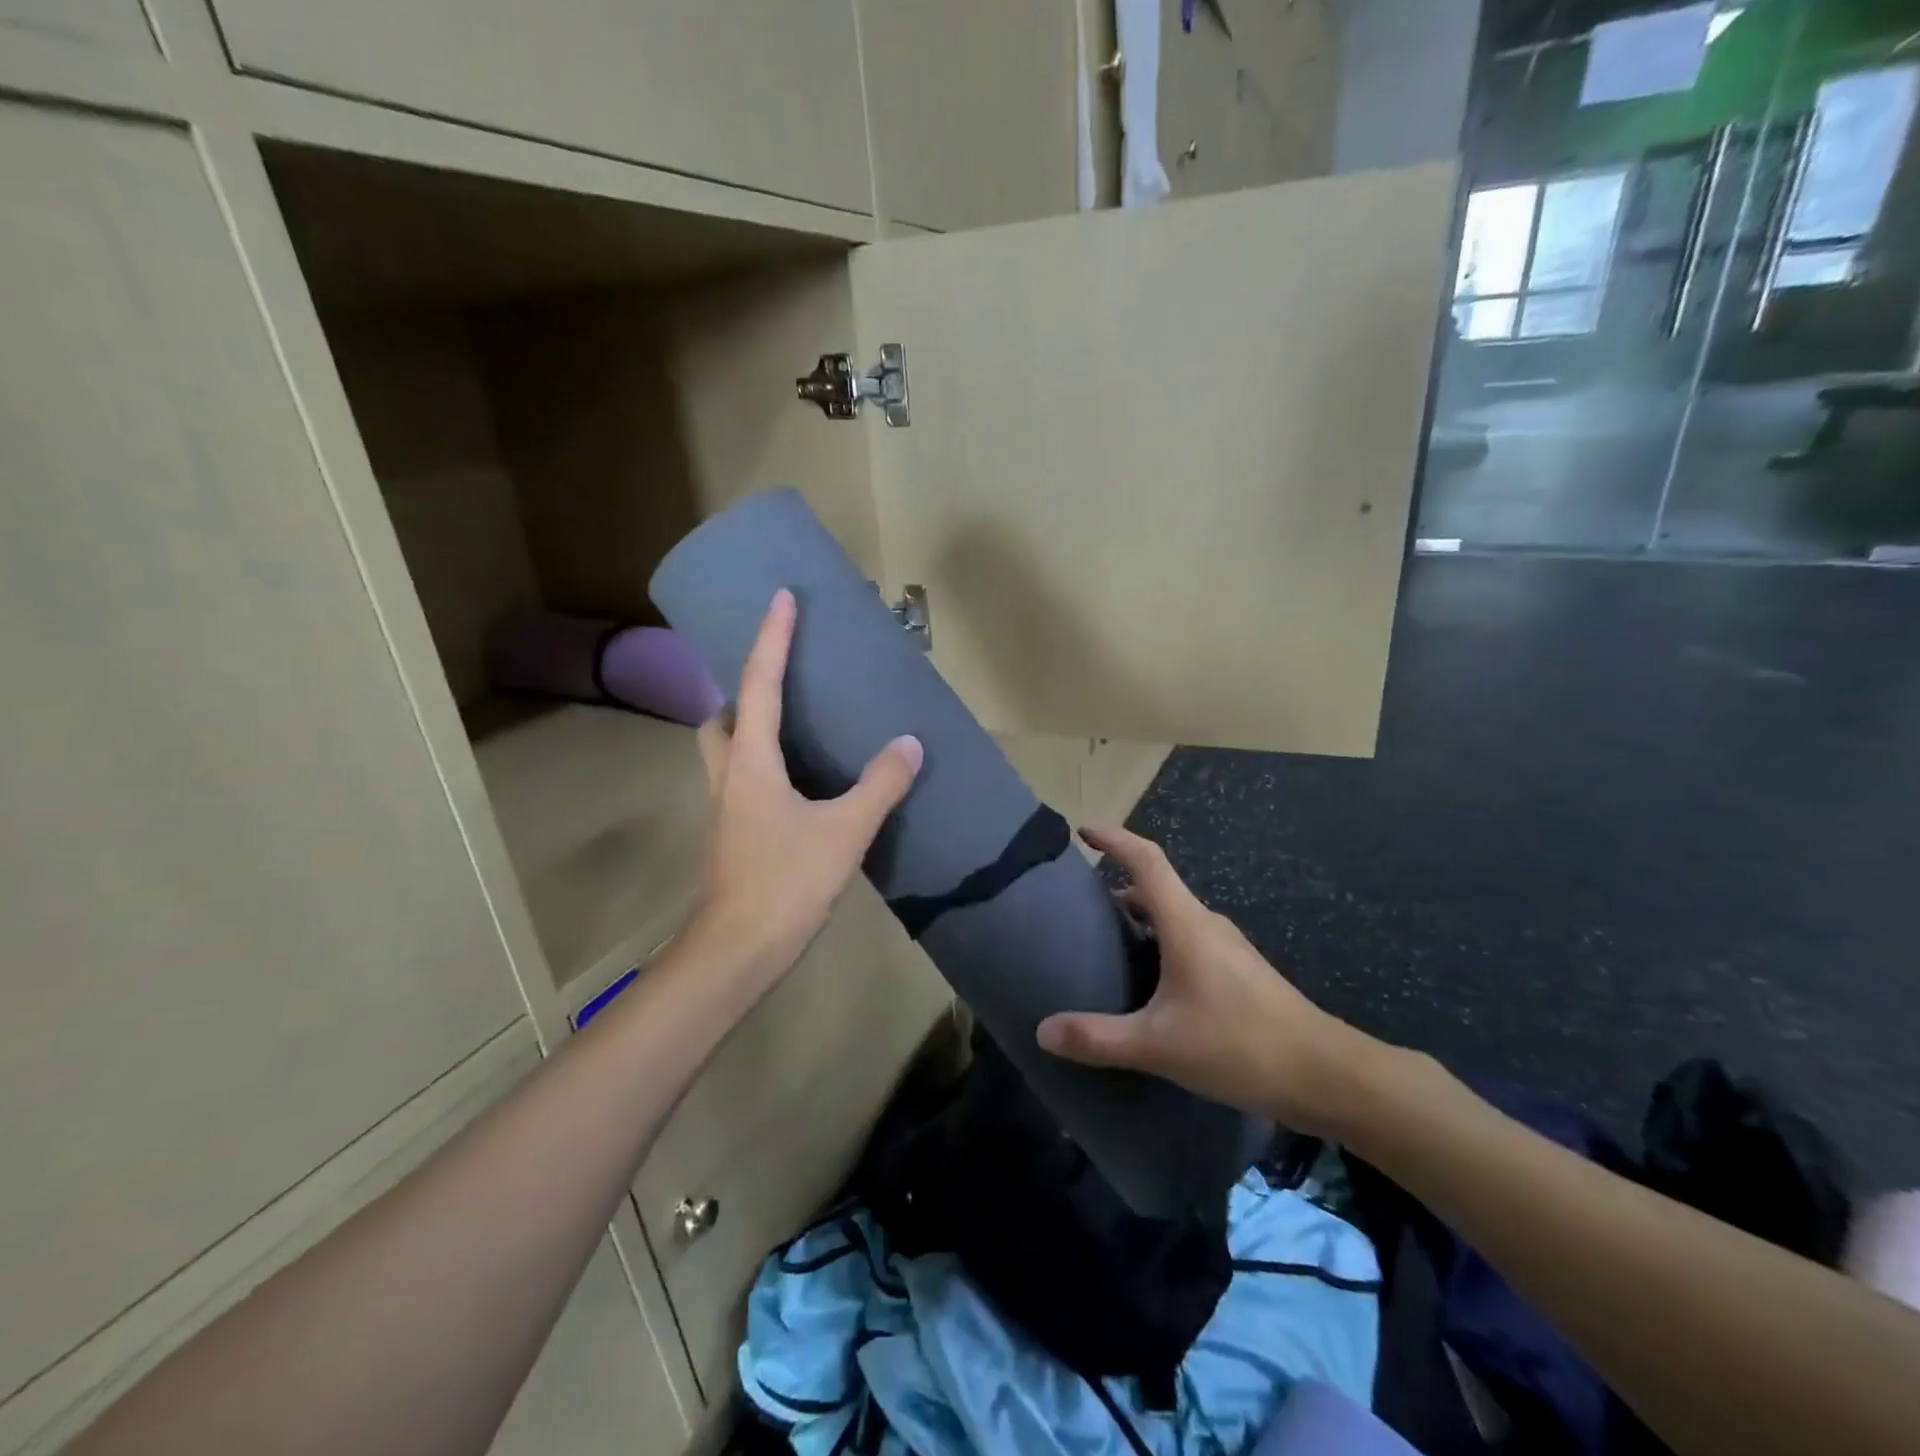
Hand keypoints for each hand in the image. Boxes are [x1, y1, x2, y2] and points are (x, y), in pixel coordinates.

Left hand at [691, 589, 922, 977]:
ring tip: (792, 725)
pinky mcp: (734, 834)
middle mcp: (729, 774)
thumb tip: (909, 743)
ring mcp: (726, 807)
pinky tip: (798, 782)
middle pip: (723, 717)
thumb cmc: (786, 881)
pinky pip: (743, 779)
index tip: (782, 596)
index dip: (772, 636)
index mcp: (751, 759)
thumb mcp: (845, 830)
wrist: (738, 949)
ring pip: (725, 750)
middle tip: (780, 680)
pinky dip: (762, 763)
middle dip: (745, 690)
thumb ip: (880, 785)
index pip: (760, 683)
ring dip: (747, 727)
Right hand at [1035, 825, 1385, 1136]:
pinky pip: (1188, 939)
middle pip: (1157, 886)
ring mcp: (1227, 947)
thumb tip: (1043, 1031)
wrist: (1326, 1075)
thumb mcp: (1160, 1045)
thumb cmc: (1240, 1046)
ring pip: (1174, 915)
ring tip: (1105, 941)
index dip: (1114, 839)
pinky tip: (1147, 981)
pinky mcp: (1238, 972)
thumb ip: (1099, 1038)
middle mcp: (1206, 924)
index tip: (1083, 831)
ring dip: (1139, 916)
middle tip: (1079, 903)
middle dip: (1117, 883)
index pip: (1146, 861)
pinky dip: (1159, 941)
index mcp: (1186, 923)